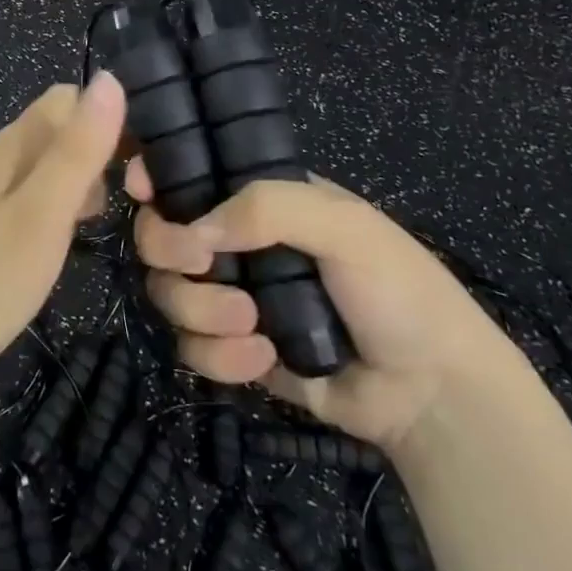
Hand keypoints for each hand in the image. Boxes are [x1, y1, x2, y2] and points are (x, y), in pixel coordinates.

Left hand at [0, 74, 125, 401]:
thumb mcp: (42, 214)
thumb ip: (78, 149)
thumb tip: (111, 79)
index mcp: (14, 145)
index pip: (71, 97)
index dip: (111, 117)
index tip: (143, 161)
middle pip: (59, 129)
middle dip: (99, 151)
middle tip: (131, 199)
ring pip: (44, 164)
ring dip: (79, 181)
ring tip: (102, 223)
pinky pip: (27, 195)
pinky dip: (55, 208)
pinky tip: (60, 243)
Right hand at [128, 167, 509, 448]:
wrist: (430, 396)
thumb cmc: (397, 291)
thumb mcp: (345, 227)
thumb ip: (269, 208)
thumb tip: (195, 229)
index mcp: (262, 200)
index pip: (193, 174)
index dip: (157, 177)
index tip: (141, 190)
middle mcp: (238, 242)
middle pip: (161, 235)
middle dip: (169, 250)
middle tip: (201, 263)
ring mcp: (232, 297)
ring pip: (168, 293)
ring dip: (200, 310)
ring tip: (253, 326)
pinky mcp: (233, 352)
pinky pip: (191, 348)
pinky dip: (220, 357)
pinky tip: (265, 361)